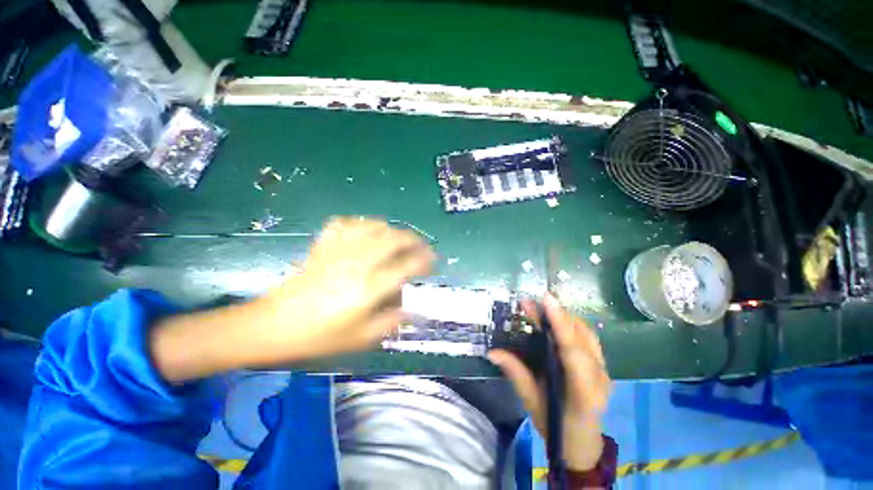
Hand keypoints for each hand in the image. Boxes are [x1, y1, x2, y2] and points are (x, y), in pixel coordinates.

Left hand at [151, 217, 433, 381]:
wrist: (274, 325)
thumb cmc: (319, 336)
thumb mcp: (360, 339)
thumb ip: (391, 322)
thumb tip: (412, 310)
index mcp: (368, 288)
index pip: (406, 266)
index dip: (424, 261)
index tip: (432, 262)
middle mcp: (357, 264)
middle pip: (393, 239)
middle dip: (414, 240)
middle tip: (421, 247)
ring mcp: (339, 251)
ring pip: (374, 227)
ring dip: (392, 230)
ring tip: (399, 239)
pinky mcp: (323, 245)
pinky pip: (347, 223)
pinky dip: (362, 224)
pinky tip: (367, 232)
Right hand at [488, 294, 610, 470]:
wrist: (582, 443)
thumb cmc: (555, 426)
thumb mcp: (532, 401)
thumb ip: (515, 373)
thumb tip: (492, 352)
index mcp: (583, 393)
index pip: (572, 351)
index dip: (560, 323)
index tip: (546, 300)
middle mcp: (600, 378)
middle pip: (581, 337)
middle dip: (557, 315)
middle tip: (532, 302)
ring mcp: (605, 370)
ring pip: (587, 334)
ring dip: (564, 317)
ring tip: (542, 307)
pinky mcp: (603, 365)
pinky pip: (588, 338)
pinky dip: (572, 324)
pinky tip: (557, 319)